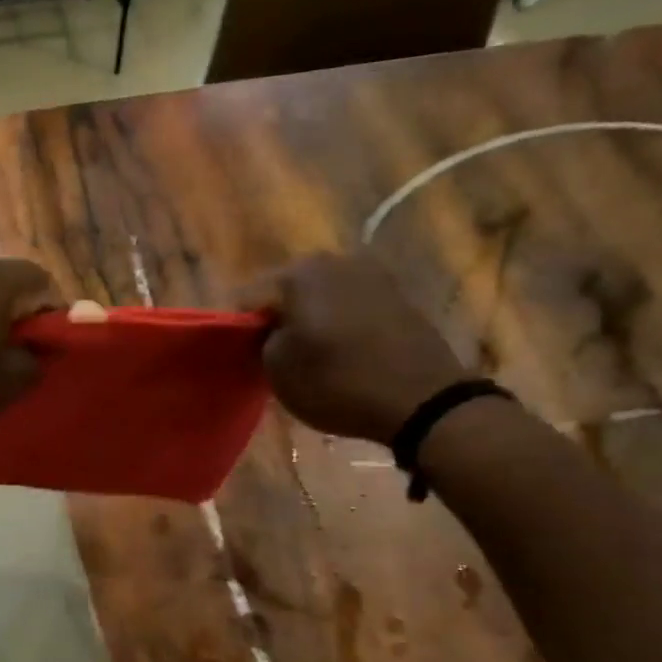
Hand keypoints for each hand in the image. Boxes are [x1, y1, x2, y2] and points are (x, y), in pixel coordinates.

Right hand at [238, 251, 464, 443]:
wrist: (423, 400)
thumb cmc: (338, 382)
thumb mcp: (277, 370)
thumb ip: (261, 341)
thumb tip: (266, 331)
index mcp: (297, 272)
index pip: (247, 296)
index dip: (237, 328)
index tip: (239, 354)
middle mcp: (334, 261)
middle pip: (286, 291)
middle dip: (276, 319)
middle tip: (271, 355)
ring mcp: (371, 275)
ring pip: (320, 297)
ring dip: (309, 321)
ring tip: (308, 356)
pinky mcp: (398, 297)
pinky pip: (350, 307)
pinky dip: (339, 325)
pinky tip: (341, 353)